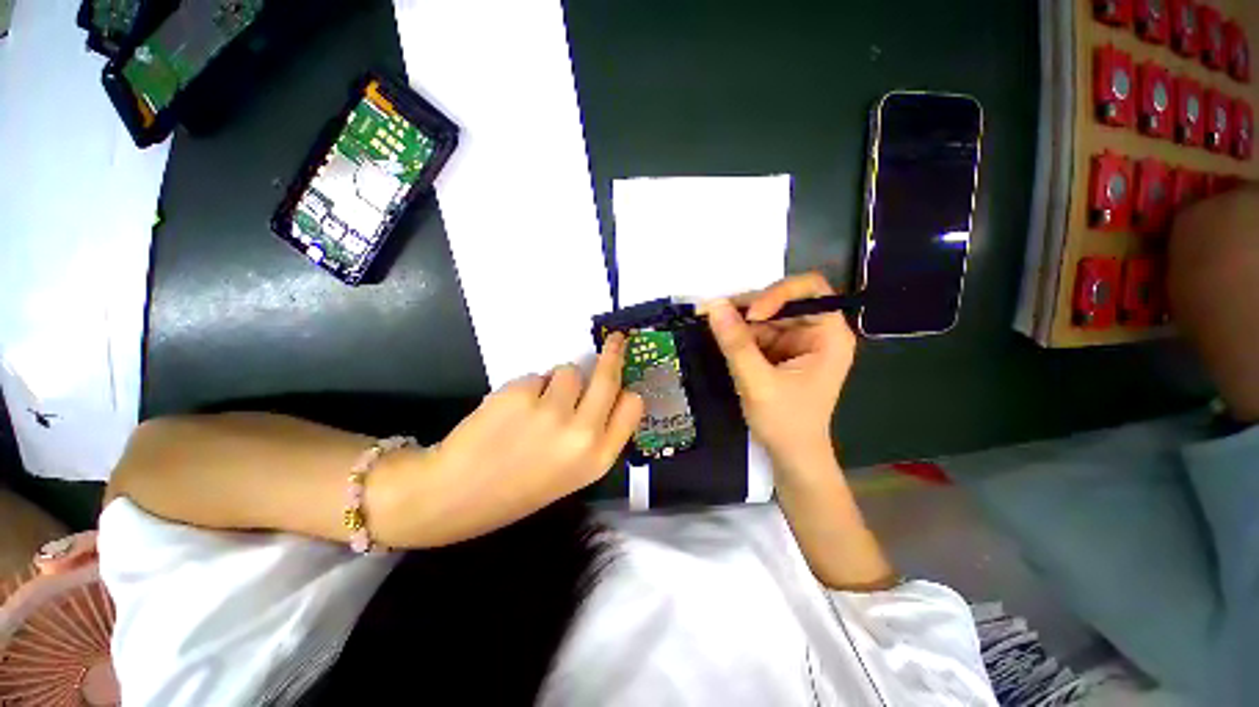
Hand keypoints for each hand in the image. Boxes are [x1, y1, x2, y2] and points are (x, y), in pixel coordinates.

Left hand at [376, 334, 643, 546]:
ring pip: (568, 371)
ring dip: (556, 382)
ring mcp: (551, 412)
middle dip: (613, 354)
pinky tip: (510, 412)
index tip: (623, 379)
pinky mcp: (520, 394)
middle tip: (616, 340)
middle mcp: (582, 433)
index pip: (632, 407)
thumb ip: (594, 435)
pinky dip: (527, 388)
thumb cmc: (517, 487)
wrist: (454, 496)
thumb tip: (604, 392)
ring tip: (534, 407)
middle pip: (608, 378)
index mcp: (598, 458)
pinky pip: (536, 376)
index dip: (627, 391)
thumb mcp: (571, 473)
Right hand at [705, 273, 855, 471]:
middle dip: (748, 307)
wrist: (791, 456)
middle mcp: (816, 331)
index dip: (777, 293)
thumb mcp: (758, 382)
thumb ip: (736, 344)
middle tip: (714, 314)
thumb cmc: (785, 423)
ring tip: (712, 327)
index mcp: (828, 335)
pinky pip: (757, 331)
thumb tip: (714, 306)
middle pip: (782, 300)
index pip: (809, 289)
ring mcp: (797, 341)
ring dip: (739, 321)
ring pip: (765, 315)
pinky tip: (722, 340)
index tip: (750, 314)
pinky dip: (738, 334)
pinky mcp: (780, 351)